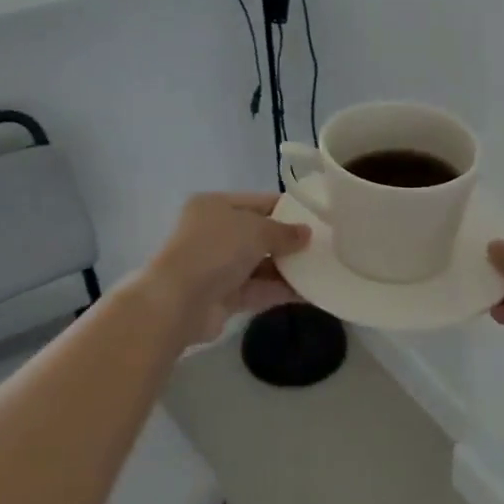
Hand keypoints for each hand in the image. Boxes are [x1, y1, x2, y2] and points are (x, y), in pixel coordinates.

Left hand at [140, 192, 310, 345]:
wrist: (178, 301)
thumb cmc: (216, 249)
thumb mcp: (256, 230)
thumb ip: (284, 232)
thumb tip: (306, 234)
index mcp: (216, 205)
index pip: (259, 202)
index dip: (288, 209)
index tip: (318, 218)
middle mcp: (215, 232)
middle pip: (260, 234)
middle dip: (290, 241)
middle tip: (325, 245)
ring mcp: (218, 266)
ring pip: (261, 263)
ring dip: (289, 267)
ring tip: (324, 269)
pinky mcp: (224, 296)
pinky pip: (259, 289)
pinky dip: (281, 289)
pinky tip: (311, 292)